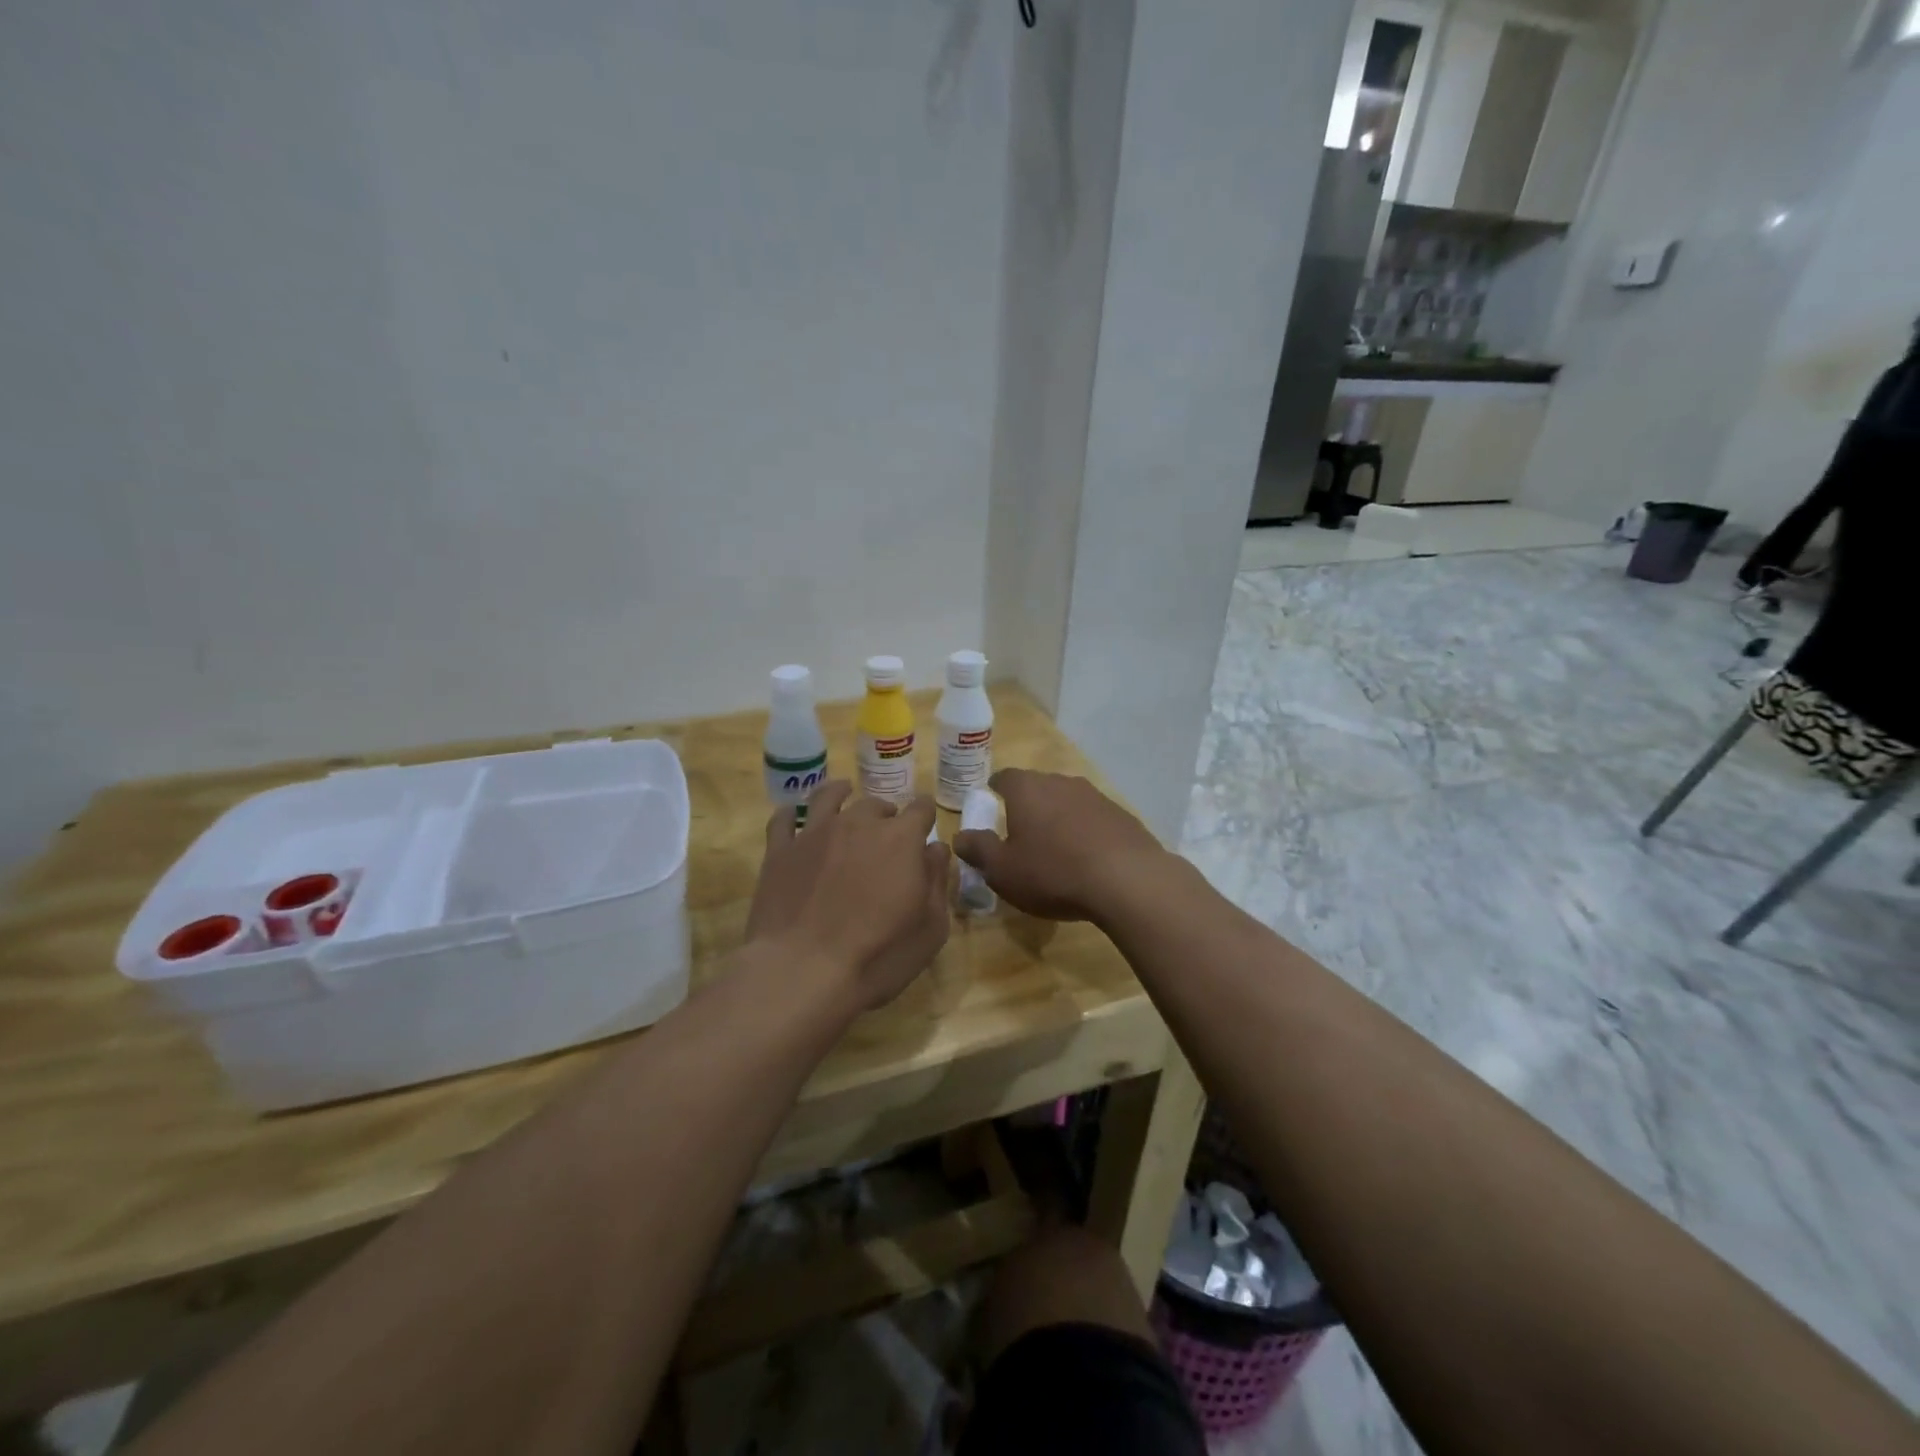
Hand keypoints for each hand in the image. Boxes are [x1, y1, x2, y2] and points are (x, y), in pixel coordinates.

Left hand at [746, 782, 950, 1010]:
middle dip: (886, 815)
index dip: (925, 815)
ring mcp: (814, 833)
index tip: (925, 824)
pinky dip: (791, 813)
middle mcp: (858, 824)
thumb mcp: (930, 928)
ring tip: (843, 793)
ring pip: (828, 797)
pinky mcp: (779, 851)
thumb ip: (938, 881)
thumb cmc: (878, 955)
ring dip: (840, 793)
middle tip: (886, 834)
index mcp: (900, 839)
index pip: (921, 809)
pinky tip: (793, 815)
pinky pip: (784, 819)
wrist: (802, 971)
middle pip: (876, 805)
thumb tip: (936, 849)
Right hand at [951, 769, 1167, 922]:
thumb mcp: (1003, 870)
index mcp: (1027, 789)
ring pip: (1067, 801)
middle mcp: (1060, 782)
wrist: (1127, 880)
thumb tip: (960, 836)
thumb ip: (979, 850)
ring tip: (1054, 848)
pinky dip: (1085, 832)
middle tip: (1020, 831)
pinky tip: (1087, 858)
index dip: (994, 789)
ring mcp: (1095, 796)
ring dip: (1058, 818)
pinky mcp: (1121, 815)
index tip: (990, 801)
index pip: (1004, 777)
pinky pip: (1093, 819)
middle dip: (1027, 805)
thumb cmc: (1052, 872)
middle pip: (1037, 787)